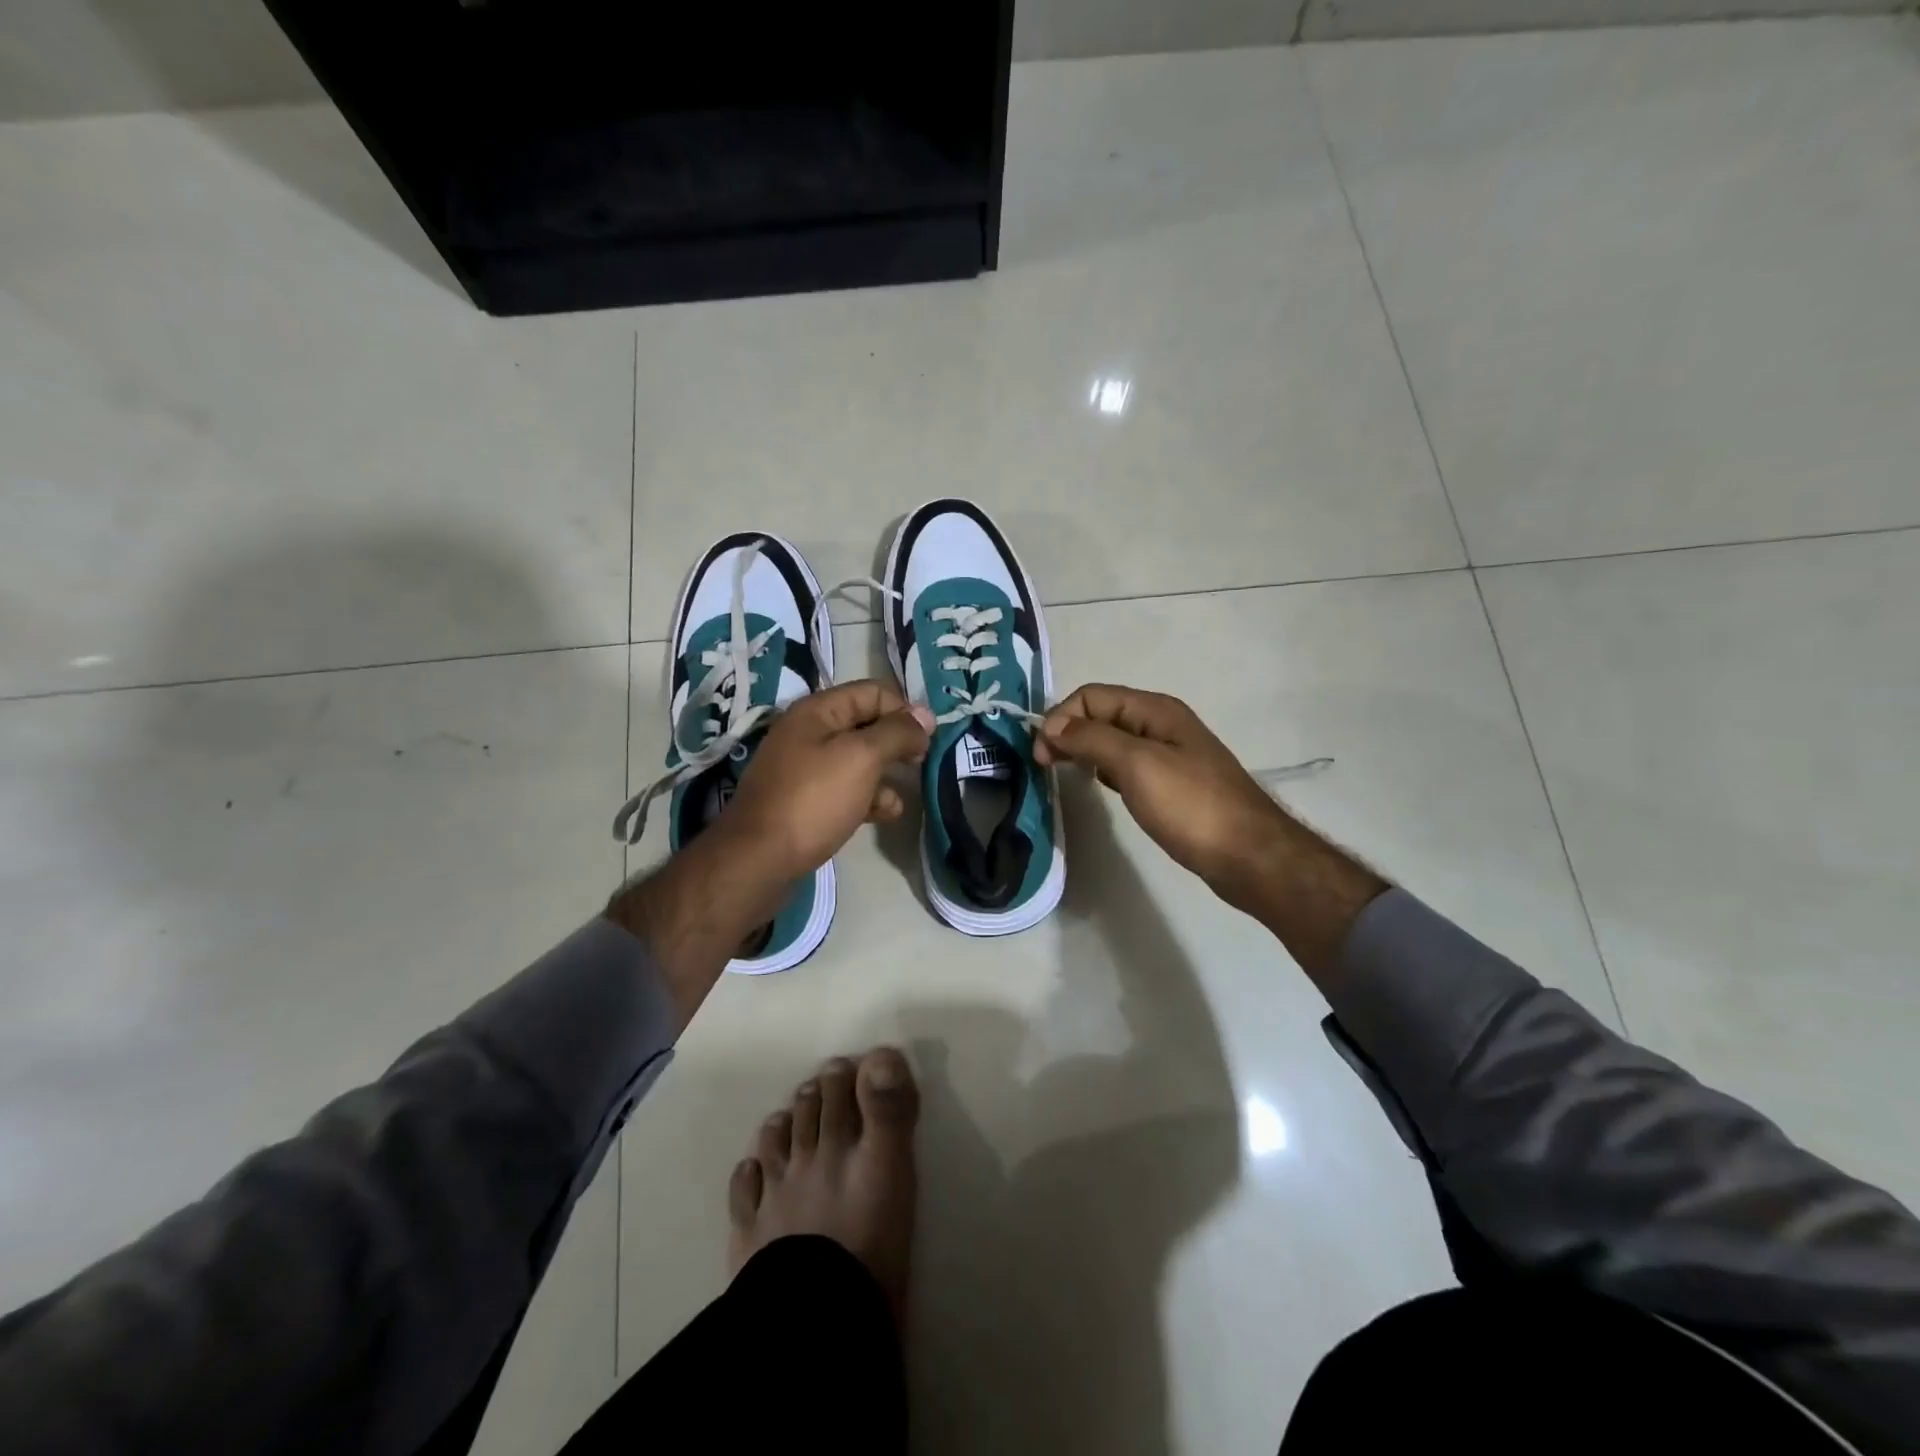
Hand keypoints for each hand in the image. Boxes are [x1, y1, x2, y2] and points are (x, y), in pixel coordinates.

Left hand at [720, 681, 934, 883]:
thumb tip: (926, 717)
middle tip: (921, 762)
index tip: (929, 738)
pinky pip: (846, 789)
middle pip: (865, 725)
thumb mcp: (862, 757)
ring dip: (886, 773)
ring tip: (907, 791)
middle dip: (897, 742)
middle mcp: (808, 733)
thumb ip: (897, 732)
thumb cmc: (813, 800)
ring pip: (858, 760)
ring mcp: (805, 769)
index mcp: (816, 711)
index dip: (904, 710)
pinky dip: (869, 797)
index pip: (872, 692)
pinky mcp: (806, 802)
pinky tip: (886, 814)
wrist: (759, 860)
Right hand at [1035, 684, 1286, 914]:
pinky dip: (1104, 770)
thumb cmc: (1190, 805)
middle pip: (1101, 714)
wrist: (1249, 855)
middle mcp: (1161, 725)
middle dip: (1068, 731)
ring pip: (1113, 740)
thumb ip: (1092, 739)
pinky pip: (1127, 765)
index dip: (1061, 717)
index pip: (1092, 695)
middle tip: (1043, 765)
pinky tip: (1099, 786)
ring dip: (1084, 750)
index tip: (1041, 753)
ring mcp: (1168, 755)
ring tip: (1062, 772)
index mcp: (1154, 710)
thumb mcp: (1137, 764)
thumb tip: (1052, 726)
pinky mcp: (1171, 785)